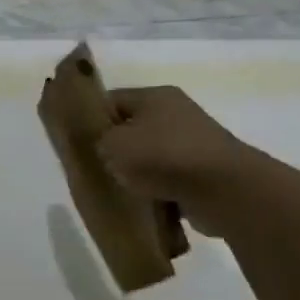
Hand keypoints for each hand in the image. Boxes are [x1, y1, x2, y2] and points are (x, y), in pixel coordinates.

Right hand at [97, 86, 267, 237]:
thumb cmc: (162, 157)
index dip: (90, 119)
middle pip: (131, 128)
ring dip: (134, 173)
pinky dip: (155, 190)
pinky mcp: (202, 172)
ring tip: (116, 189)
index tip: (75, 142)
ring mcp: (193, 143)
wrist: (224, 190)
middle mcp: (176, 113)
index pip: (111, 100)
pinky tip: (141, 203)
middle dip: (112, 149)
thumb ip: (97, 140)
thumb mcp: (112, 144)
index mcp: (155, 96)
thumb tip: (104, 146)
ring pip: (149, 156)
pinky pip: (167, 179)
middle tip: (93, 168)